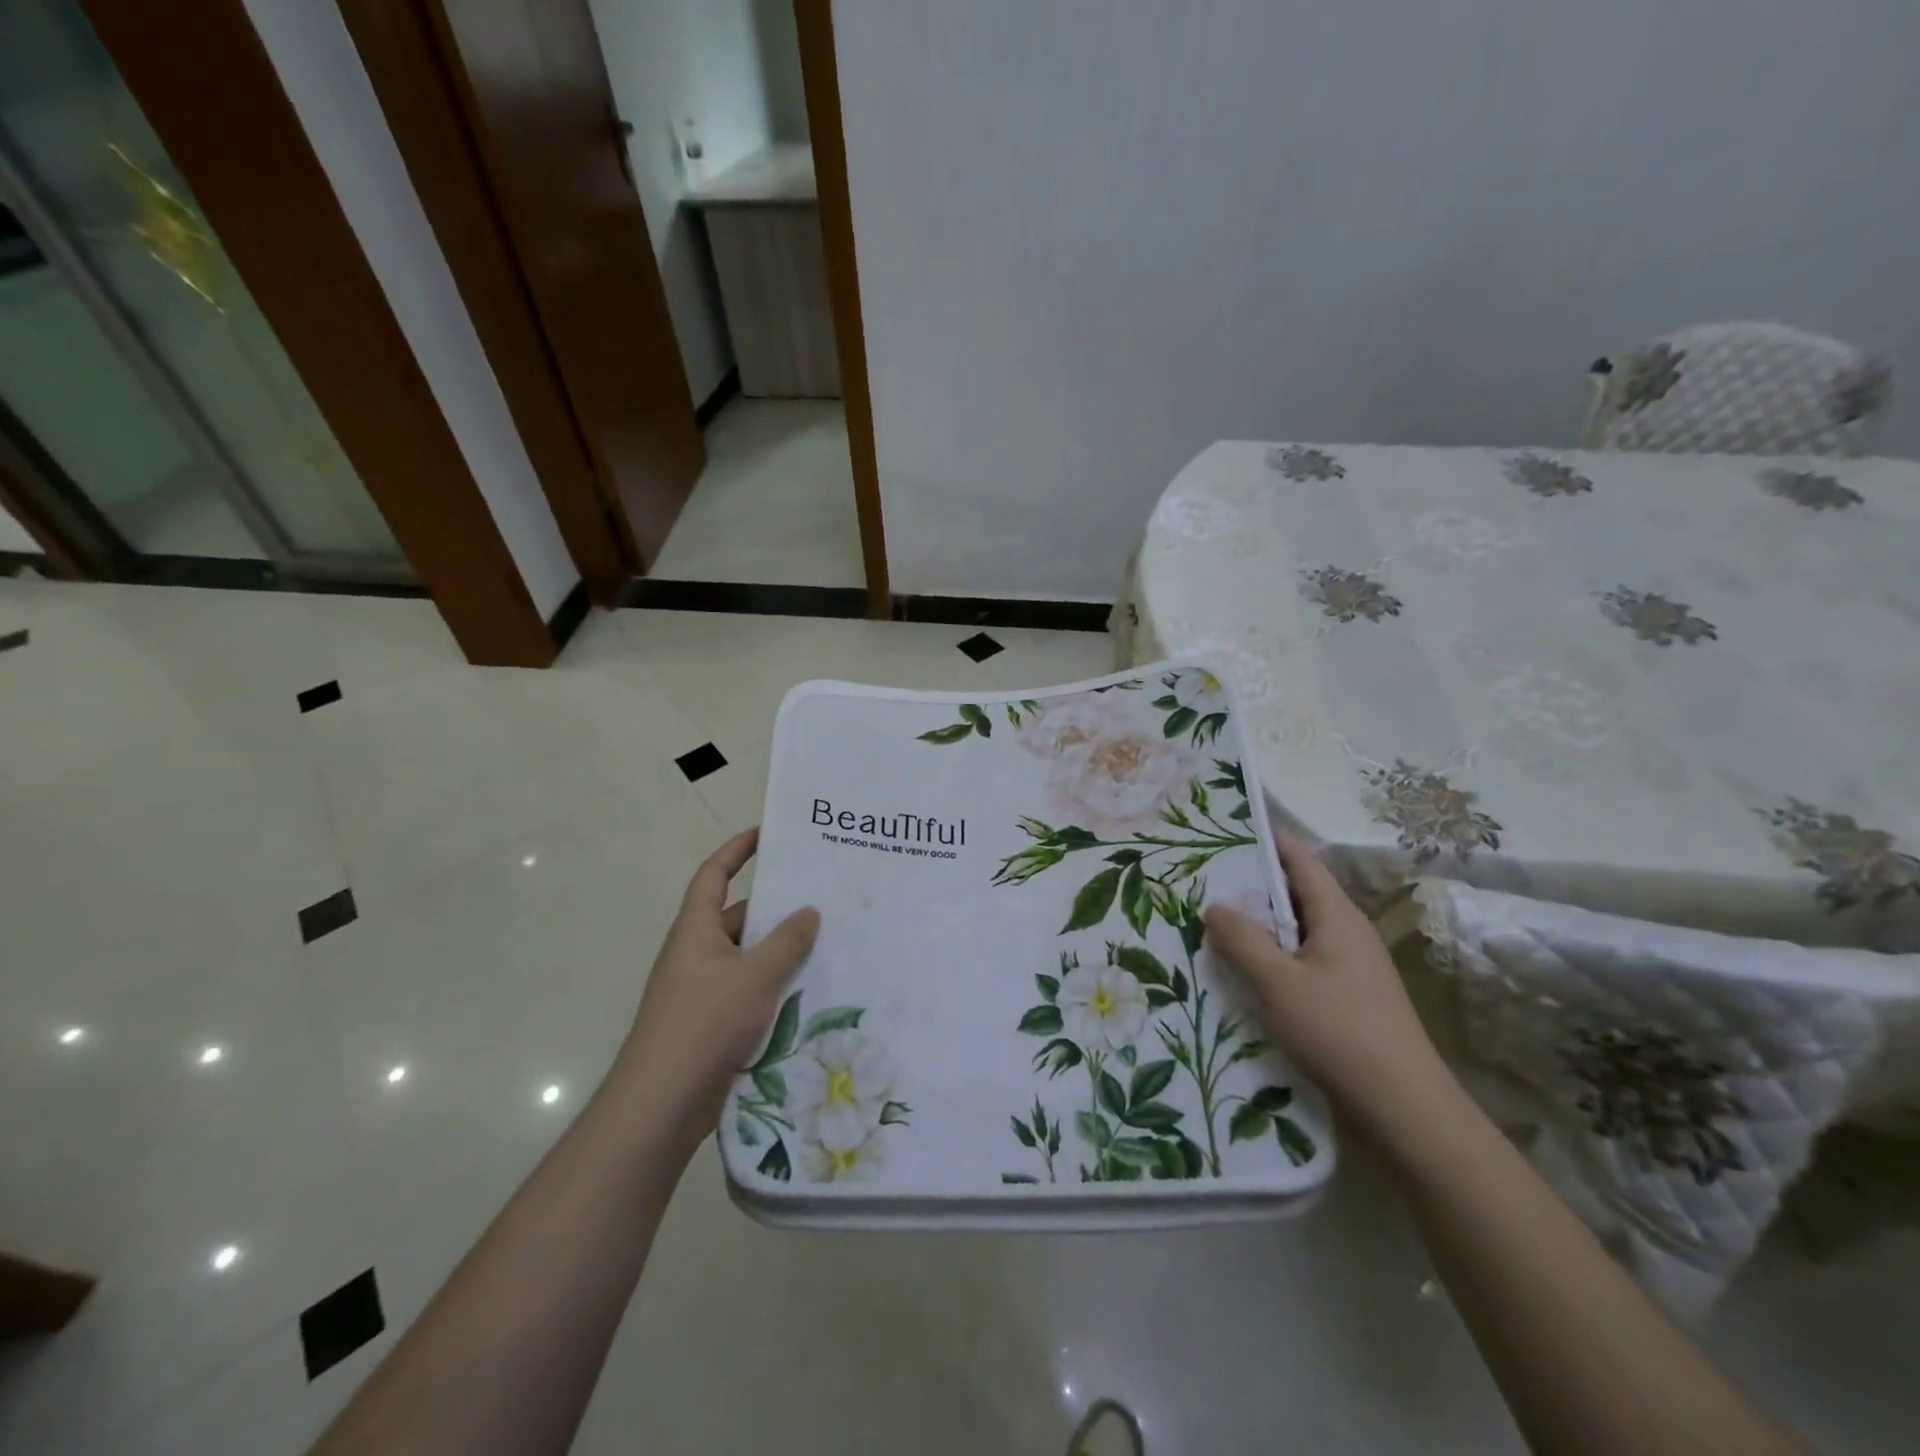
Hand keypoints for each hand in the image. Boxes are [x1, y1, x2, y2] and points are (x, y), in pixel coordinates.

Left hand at [613, 829, 819, 1149]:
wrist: (662, 1104)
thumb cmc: (704, 1024)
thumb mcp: (755, 976)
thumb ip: (787, 942)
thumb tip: (809, 911)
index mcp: (696, 930)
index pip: (713, 875)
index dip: (736, 850)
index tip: (765, 834)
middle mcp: (697, 954)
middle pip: (739, 917)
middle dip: (776, 908)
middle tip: (821, 898)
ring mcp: (704, 990)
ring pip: (749, 958)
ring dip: (780, 952)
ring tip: (829, 942)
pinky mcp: (713, 1023)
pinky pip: (750, 991)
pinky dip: (776, 985)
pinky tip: (811, 991)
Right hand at [1205, 832, 1451, 1137]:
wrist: (1404, 1109)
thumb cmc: (1339, 1032)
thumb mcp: (1278, 982)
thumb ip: (1242, 940)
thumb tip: (1214, 906)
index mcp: (1337, 916)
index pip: (1300, 860)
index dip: (1267, 839)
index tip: (1227, 825)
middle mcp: (1346, 932)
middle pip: (1295, 893)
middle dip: (1252, 883)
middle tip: (1203, 876)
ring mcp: (1349, 966)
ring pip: (1295, 930)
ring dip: (1259, 924)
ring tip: (1212, 920)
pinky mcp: (1345, 997)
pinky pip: (1300, 960)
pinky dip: (1270, 956)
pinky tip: (1241, 970)